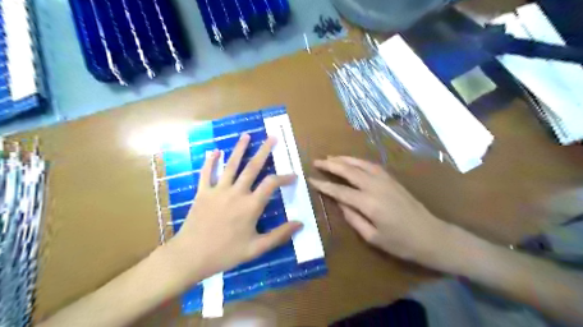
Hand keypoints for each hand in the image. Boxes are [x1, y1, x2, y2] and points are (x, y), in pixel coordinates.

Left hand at [167, 134, 303, 282]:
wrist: (191, 256)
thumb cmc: (226, 253)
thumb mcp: (256, 249)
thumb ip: (279, 235)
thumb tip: (300, 224)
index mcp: (251, 205)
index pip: (271, 184)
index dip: (284, 177)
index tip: (293, 176)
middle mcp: (236, 192)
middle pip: (252, 167)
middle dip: (264, 151)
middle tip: (272, 138)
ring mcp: (218, 190)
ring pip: (231, 165)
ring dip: (239, 149)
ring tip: (246, 135)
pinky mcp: (202, 192)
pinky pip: (207, 173)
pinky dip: (210, 161)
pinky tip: (214, 151)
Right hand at [310, 157, 450, 268]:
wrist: (431, 236)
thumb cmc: (401, 243)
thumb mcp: (373, 237)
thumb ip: (353, 218)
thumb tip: (340, 203)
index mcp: (369, 203)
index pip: (340, 191)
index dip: (324, 185)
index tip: (311, 179)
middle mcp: (376, 187)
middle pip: (349, 170)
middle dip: (331, 165)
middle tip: (316, 161)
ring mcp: (385, 180)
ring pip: (360, 163)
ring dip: (344, 159)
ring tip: (330, 157)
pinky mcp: (392, 179)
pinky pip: (371, 165)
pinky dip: (358, 160)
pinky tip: (352, 161)